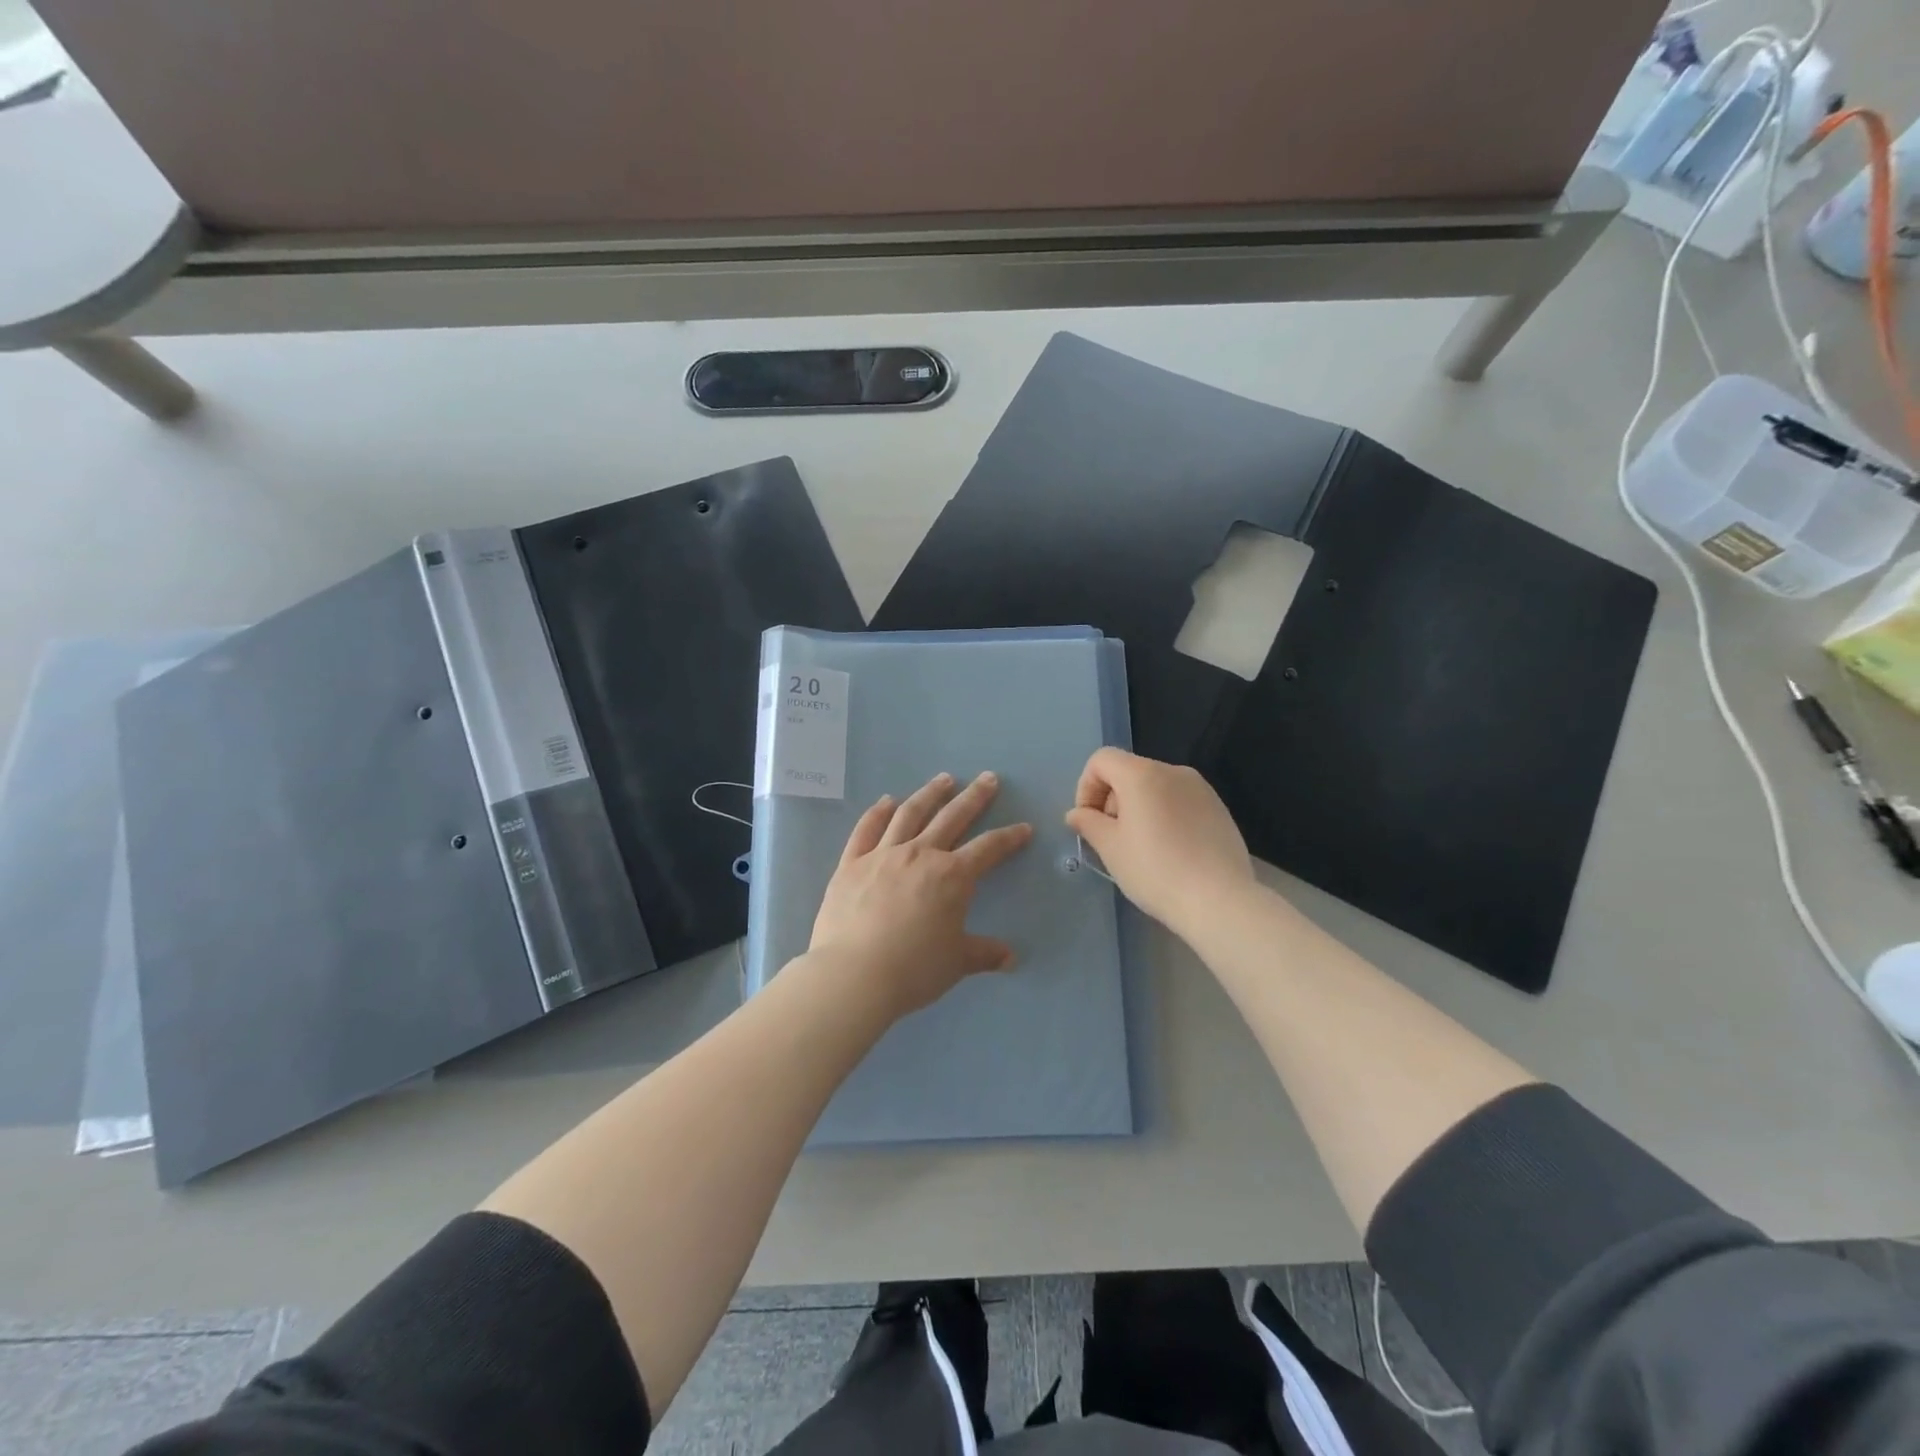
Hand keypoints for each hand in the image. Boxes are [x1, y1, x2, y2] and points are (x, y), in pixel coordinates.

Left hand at [810, 771, 1033, 1020]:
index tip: (1024, 827)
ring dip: (929, 794)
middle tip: (988, 778)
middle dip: (974, 797)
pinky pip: (866, 830)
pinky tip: (886, 801)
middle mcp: (920, 855)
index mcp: (952, 876)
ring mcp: (882, 855)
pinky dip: (878, 813)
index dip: (1009, 838)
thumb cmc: (913, 969)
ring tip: (943, 779)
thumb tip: (1011, 959)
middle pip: (952, 817)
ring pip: (910, 814)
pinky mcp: (851, 864)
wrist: (854, 975)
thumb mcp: (956, 962)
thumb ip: (984, 954)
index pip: (988, 849)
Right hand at [1064, 748, 1255, 936]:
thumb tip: (1076, 814)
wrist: (1219, 900)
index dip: (1086, 786)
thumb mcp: (1110, 848)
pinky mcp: (1219, 809)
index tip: (1089, 821)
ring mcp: (1201, 788)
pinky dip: (1165, 816)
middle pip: (1129, 771)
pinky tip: (1170, 851)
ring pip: (1156, 787)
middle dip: (1112, 800)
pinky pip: (1180, 802)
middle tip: (1112, 839)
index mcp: (1142, 774)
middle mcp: (1173, 771)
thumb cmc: (1155, 870)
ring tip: (1142, 848)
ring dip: (1139, 808)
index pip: (1102, 760)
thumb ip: (1088, 823)